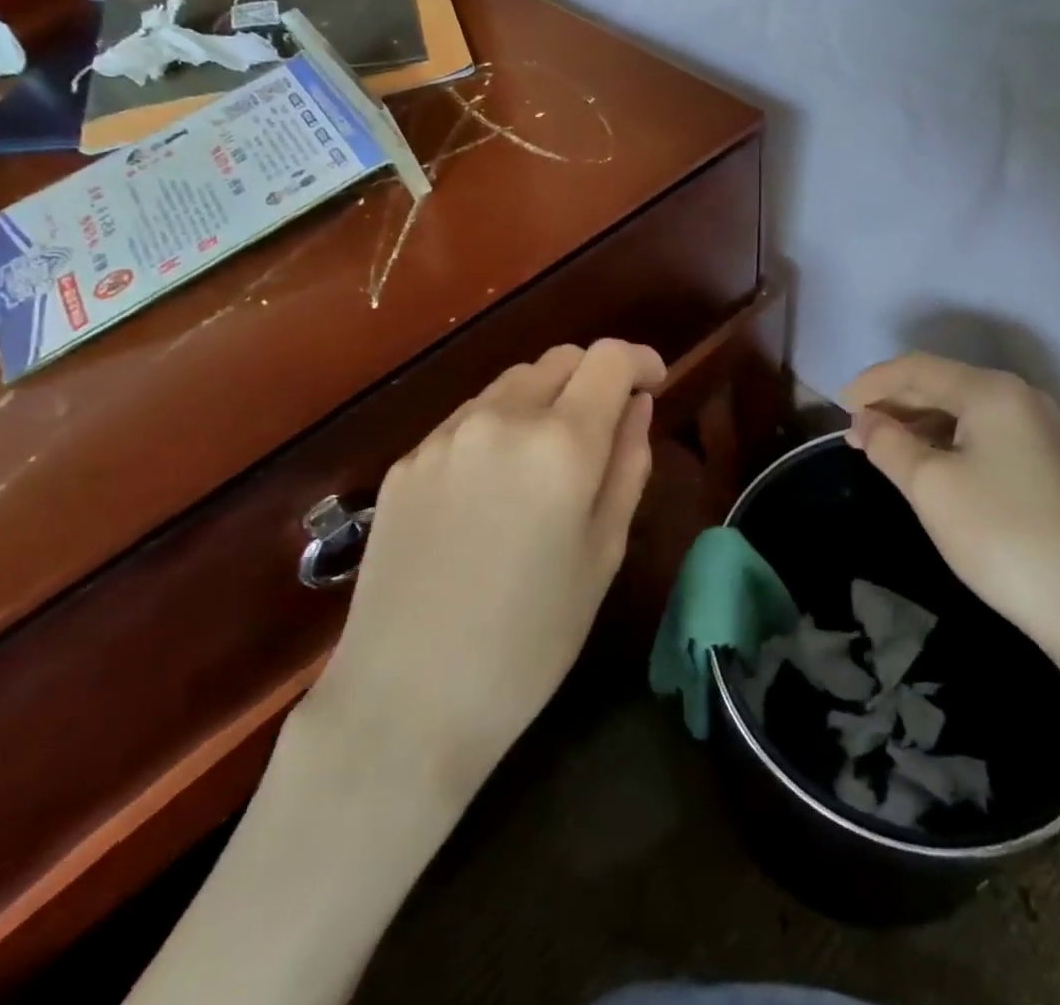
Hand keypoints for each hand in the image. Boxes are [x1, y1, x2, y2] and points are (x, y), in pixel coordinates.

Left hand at [307, 340, 665, 795]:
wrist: (406, 702)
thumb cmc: (529, 640)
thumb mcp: (603, 554)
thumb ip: (627, 464)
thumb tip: (636, 405)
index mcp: (562, 443)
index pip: (609, 358)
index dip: (640, 360)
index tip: (653, 385)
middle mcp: (501, 418)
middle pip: (560, 359)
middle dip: (593, 379)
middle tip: (603, 431)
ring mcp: (446, 435)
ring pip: (513, 382)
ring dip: (545, 399)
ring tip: (547, 462)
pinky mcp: (408, 459)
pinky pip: (469, 418)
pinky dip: (499, 427)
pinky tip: (493, 488)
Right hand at [841, 352, 1059, 656]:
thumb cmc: (997, 535)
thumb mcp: (928, 485)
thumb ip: (887, 442)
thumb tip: (863, 420)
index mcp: (992, 391)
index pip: (917, 368)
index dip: (872, 383)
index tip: (837, 407)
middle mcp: (1018, 395)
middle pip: (940, 382)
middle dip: (892, 402)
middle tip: (853, 430)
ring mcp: (1034, 425)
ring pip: (958, 406)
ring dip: (914, 420)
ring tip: (877, 445)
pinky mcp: (1040, 455)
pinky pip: (977, 428)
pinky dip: (941, 436)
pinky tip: (919, 457)